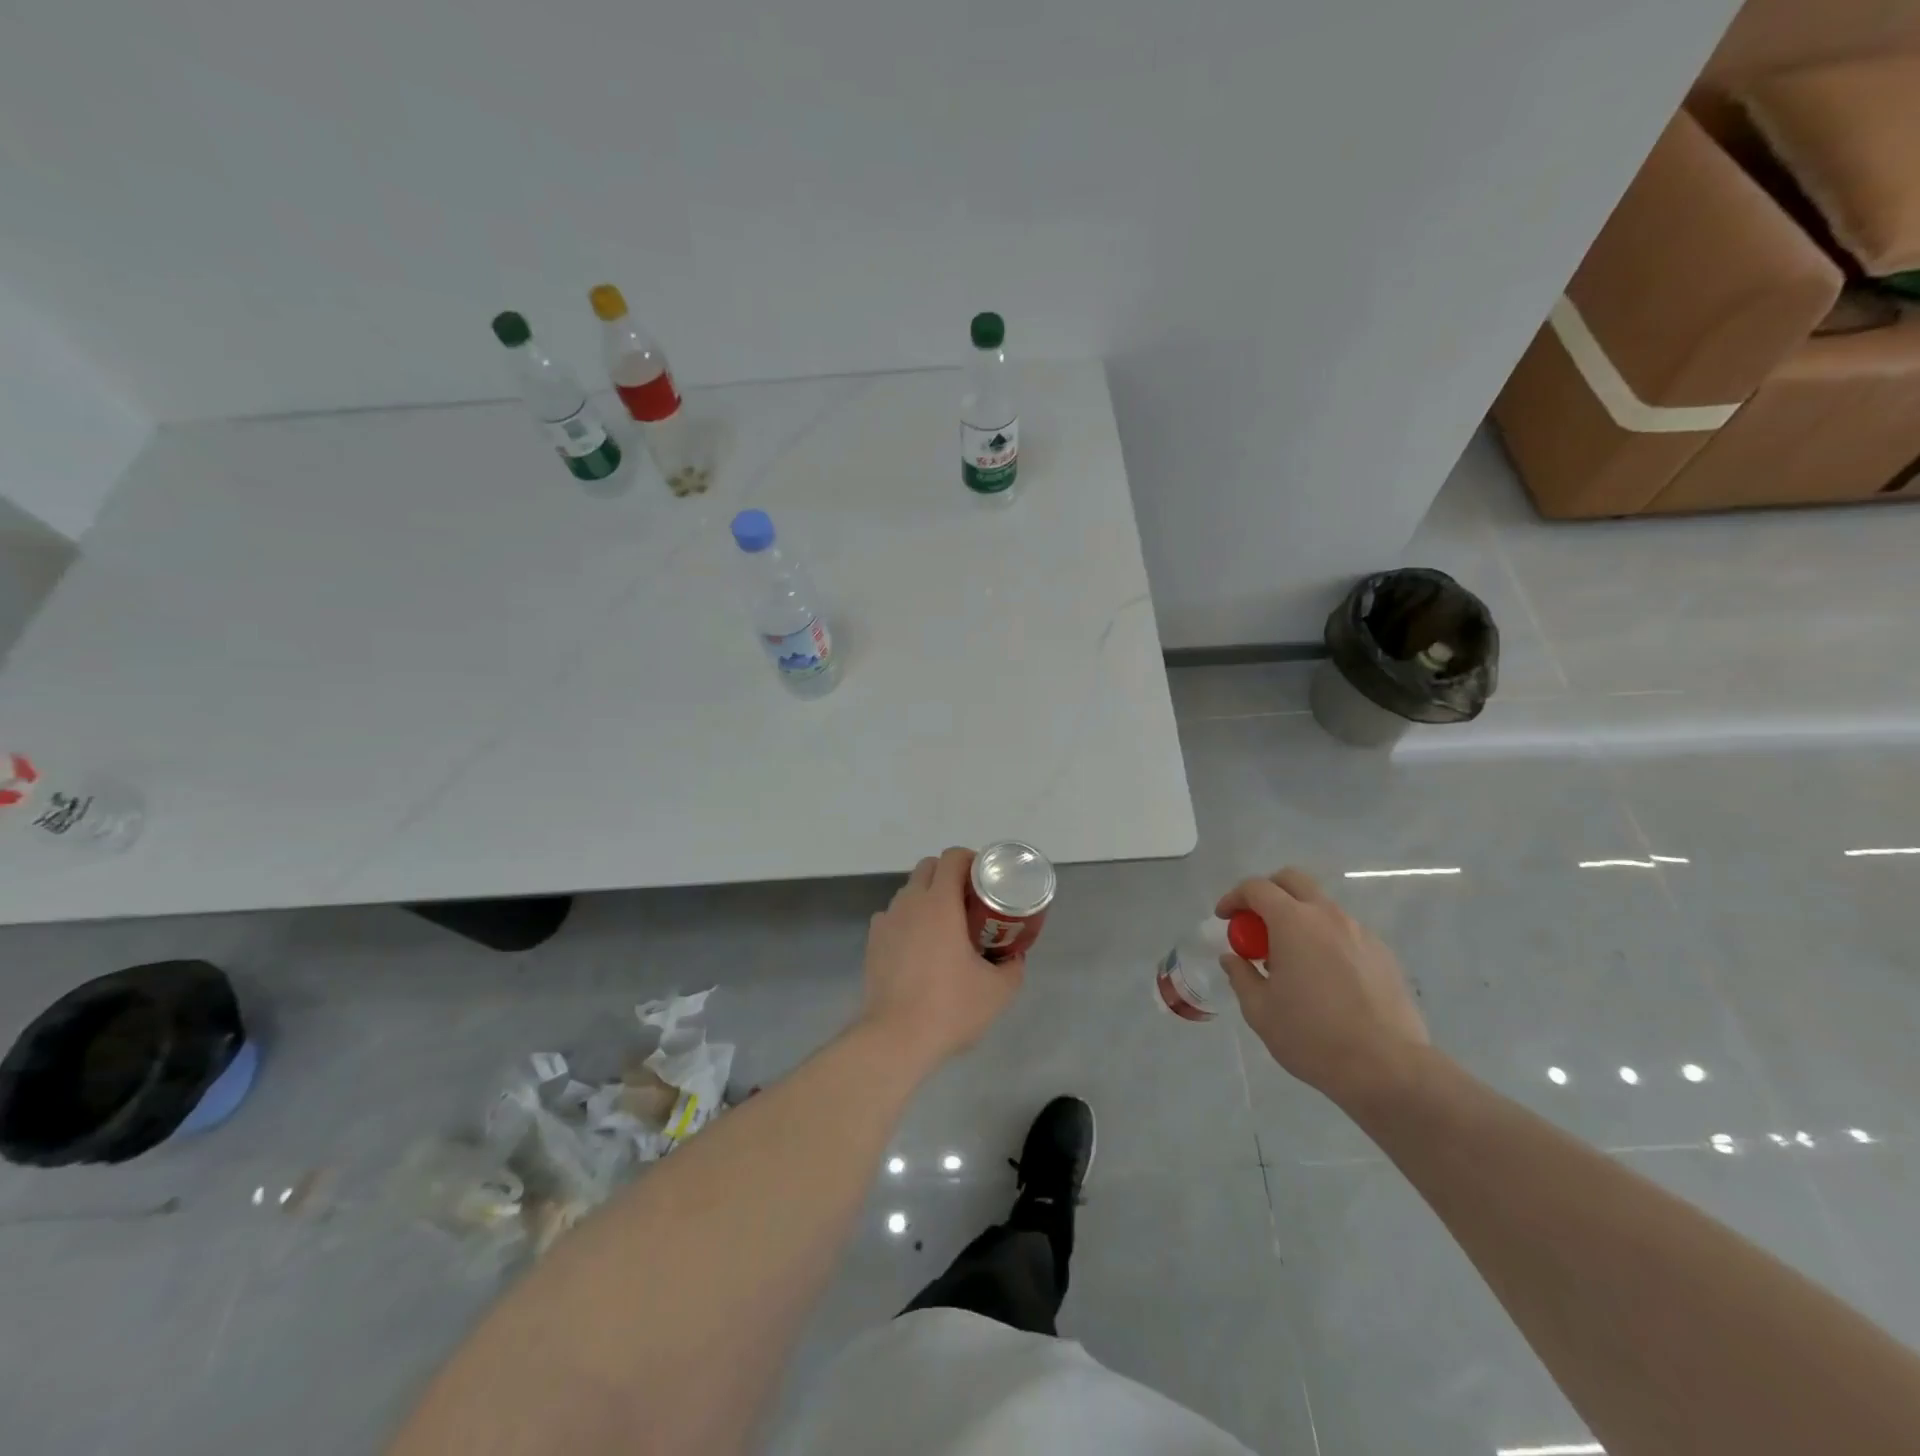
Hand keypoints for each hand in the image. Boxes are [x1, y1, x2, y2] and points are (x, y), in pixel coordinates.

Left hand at [860, 848, 1023, 1068]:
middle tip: (970, 902)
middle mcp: (910, 902)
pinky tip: (921, 950)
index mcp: (940, 903)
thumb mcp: (998, 991)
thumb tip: (1015, 957)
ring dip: (928, 897)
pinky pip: (894, 917)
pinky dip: (909, 921)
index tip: (986, 880)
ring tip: (946, 928)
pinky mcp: (873, 942)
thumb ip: (1012, 967)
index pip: (953, 858)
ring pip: (909, 892)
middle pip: (929, 868)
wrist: (895, 1038)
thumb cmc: (950, 1007)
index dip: (972, 860)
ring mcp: (886, 921)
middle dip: (950, 875)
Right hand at [1218, 867, 1429, 1107]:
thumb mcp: (1259, 1010)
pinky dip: (1325, 940)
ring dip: (1298, 918)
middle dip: (1268, 892)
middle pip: (1293, 881)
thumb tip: (1233, 958)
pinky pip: (1345, 933)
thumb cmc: (1312, 1037)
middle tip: (1255, 923)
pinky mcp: (1384, 955)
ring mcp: (1361, 933)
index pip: (1257, 888)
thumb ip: (1241, 975)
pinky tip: (1323, 978)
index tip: (1224, 918)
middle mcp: (1328, 916)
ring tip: (1290, 959)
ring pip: (1321, 907)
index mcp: (1294, 923)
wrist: (1388, 1069)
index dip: (1234, 897)